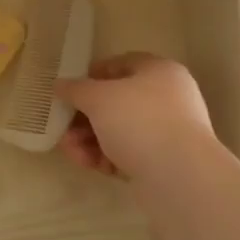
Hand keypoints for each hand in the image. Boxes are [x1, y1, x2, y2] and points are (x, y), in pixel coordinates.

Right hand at [57, 52, 218, 179]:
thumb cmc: (139, 121)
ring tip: (73, 152)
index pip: (121, 64)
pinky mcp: (165, 161)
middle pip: (117, 102)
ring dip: (91, 140)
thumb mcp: (98, 98)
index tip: (70, 92)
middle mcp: (168, 98)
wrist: (179, 175)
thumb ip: (75, 89)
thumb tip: (60, 85)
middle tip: (64, 129)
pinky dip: (108, 157)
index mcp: (159, 71)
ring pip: (120, 130)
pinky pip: (130, 153)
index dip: (92, 75)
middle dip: (85, 117)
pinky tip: (91, 166)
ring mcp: (169, 131)